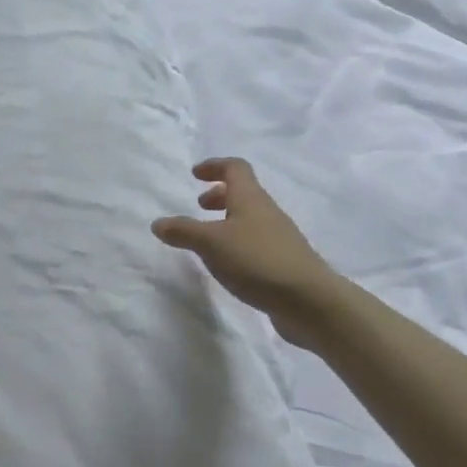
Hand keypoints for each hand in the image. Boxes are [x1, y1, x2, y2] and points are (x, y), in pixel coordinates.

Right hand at [152, 157, 338, 349]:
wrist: (309, 301)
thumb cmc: (257, 261)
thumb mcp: (211, 244)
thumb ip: (183, 231)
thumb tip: (158, 223)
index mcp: (251, 199)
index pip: (235, 168)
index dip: (214, 166)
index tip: (195, 174)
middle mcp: (267, 212)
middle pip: (243, 193)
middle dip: (219, 195)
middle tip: (198, 207)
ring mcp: (279, 238)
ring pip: (249, 219)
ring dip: (227, 221)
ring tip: (208, 240)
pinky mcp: (283, 263)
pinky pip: (255, 243)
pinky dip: (237, 244)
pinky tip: (228, 265)